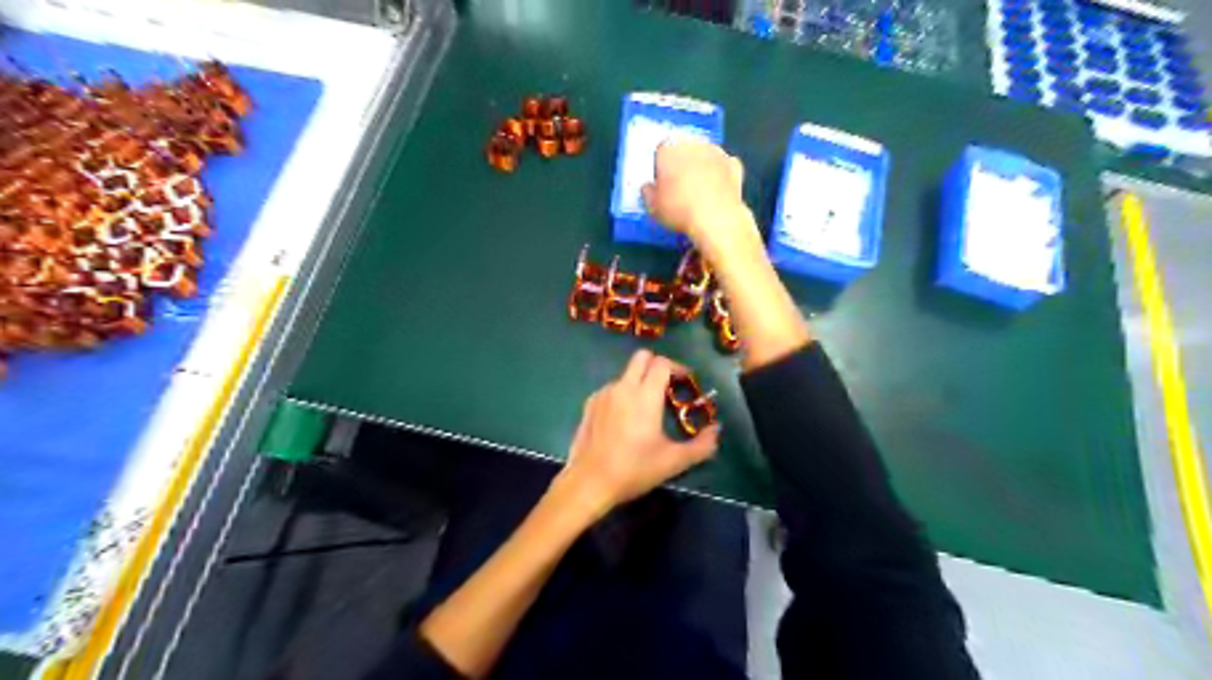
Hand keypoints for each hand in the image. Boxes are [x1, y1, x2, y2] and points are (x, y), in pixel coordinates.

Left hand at [558, 353, 716, 513]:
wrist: (589, 482)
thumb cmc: (634, 469)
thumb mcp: (673, 462)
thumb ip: (701, 446)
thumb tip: (715, 431)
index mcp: (645, 395)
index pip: (662, 363)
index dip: (678, 367)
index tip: (686, 382)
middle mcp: (623, 387)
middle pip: (642, 357)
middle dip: (658, 365)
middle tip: (668, 386)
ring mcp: (603, 394)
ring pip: (626, 374)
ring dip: (640, 381)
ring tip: (647, 407)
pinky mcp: (590, 404)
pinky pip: (611, 388)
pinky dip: (623, 394)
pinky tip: (625, 419)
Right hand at [642, 137, 753, 252]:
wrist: (716, 218)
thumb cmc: (678, 210)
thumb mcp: (652, 207)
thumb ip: (648, 193)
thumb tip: (648, 187)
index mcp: (668, 149)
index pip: (660, 151)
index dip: (660, 167)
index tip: (661, 183)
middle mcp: (693, 143)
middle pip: (684, 150)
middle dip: (682, 164)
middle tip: (680, 187)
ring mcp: (716, 152)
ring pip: (705, 156)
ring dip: (702, 167)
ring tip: (699, 191)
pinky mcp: (735, 165)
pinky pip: (724, 167)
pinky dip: (721, 175)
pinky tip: (718, 191)